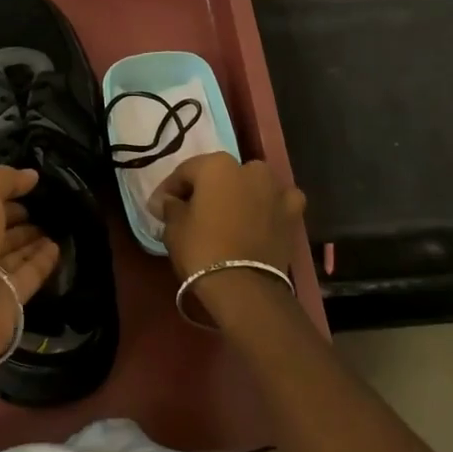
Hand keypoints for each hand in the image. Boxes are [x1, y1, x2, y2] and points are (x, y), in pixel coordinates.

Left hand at [0, 166, 61, 372]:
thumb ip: (4, 179)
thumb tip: (31, 175)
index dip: (2, 195)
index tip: (30, 186)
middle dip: (17, 219)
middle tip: (47, 207)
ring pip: (12, 255)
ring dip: (32, 240)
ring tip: (57, 225)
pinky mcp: (7, 300)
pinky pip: (28, 276)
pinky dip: (42, 262)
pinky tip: (58, 247)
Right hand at [154, 154, 306, 325]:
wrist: (243, 286)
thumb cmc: (201, 250)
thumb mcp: (174, 227)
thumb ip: (170, 207)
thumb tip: (167, 201)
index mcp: (216, 165)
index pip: (186, 171)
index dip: (170, 189)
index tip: (159, 206)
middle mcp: (249, 169)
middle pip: (221, 175)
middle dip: (206, 189)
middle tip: (192, 211)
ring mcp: (275, 189)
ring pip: (252, 184)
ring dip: (240, 194)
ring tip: (227, 216)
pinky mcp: (293, 213)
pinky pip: (278, 202)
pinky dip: (269, 207)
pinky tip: (261, 218)